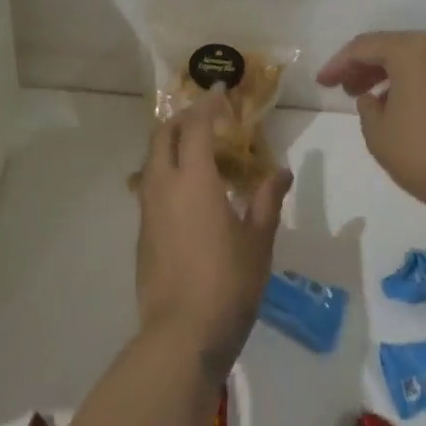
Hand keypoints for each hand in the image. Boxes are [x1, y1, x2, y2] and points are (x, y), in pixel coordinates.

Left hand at [136, 90, 292, 375]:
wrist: (182, 334)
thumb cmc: (229, 282)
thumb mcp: (259, 240)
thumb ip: (268, 199)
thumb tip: (282, 171)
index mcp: (195, 180)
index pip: (197, 126)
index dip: (208, 104)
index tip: (220, 91)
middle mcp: (164, 186)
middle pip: (163, 135)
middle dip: (182, 118)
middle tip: (208, 118)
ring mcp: (148, 210)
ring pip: (152, 160)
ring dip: (171, 144)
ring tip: (200, 152)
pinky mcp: (142, 233)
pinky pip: (150, 186)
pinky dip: (167, 172)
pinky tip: (189, 192)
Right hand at [316, 31, 425, 229]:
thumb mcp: (379, 136)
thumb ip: (368, 109)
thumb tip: (376, 97)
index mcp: (415, 49)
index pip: (365, 46)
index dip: (339, 63)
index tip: (322, 83)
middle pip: (400, 48)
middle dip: (370, 68)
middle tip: (349, 90)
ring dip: (402, 78)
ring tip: (385, 104)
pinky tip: (425, 116)